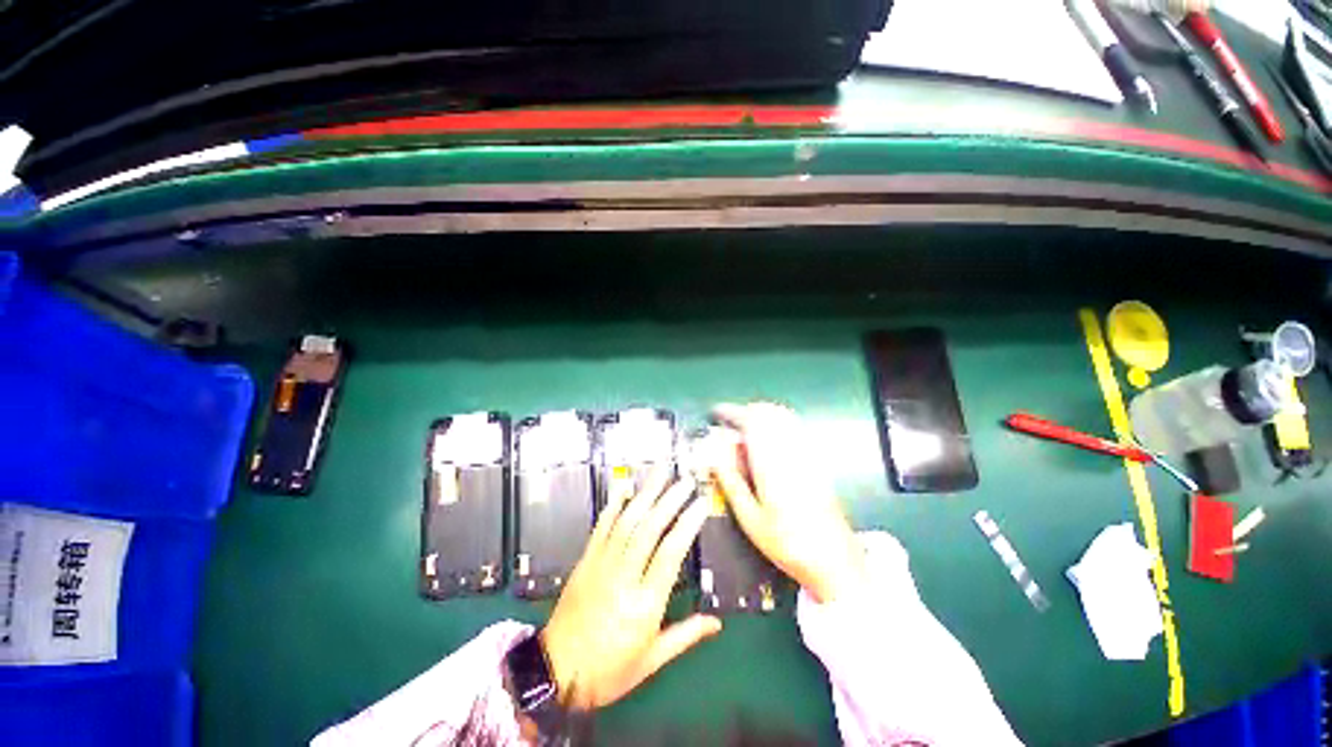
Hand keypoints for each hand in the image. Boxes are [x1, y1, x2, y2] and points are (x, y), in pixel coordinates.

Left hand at [540, 470, 720, 709]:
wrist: (555, 673)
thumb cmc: (607, 672)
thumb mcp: (651, 661)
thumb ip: (685, 636)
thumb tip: (717, 623)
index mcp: (644, 604)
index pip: (671, 552)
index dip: (687, 523)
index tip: (701, 503)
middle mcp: (623, 576)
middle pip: (650, 528)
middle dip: (670, 500)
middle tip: (686, 480)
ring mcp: (601, 563)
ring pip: (627, 521)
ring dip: (646, 493)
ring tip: (662, 472)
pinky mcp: (585, 559)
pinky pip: (601, 526)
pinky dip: (613, 504)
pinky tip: (624, 487)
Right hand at [708, 402, 864, 603]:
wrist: (833, 559)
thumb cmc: (787, 543)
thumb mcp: (750, 519)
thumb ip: (731, 483)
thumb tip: (714, 458)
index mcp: (771, 465)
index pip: (751, 422)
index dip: (731, 413)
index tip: (717, 414)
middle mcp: (791, 452)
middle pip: (768, 413)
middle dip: (745, 412)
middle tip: (729, 424)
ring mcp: (807, 454)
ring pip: (783, 416)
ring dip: (761, 415)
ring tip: (746, 428)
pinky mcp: (816, 460)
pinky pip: (796, 427)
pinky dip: (778, 422)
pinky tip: (769, 438)